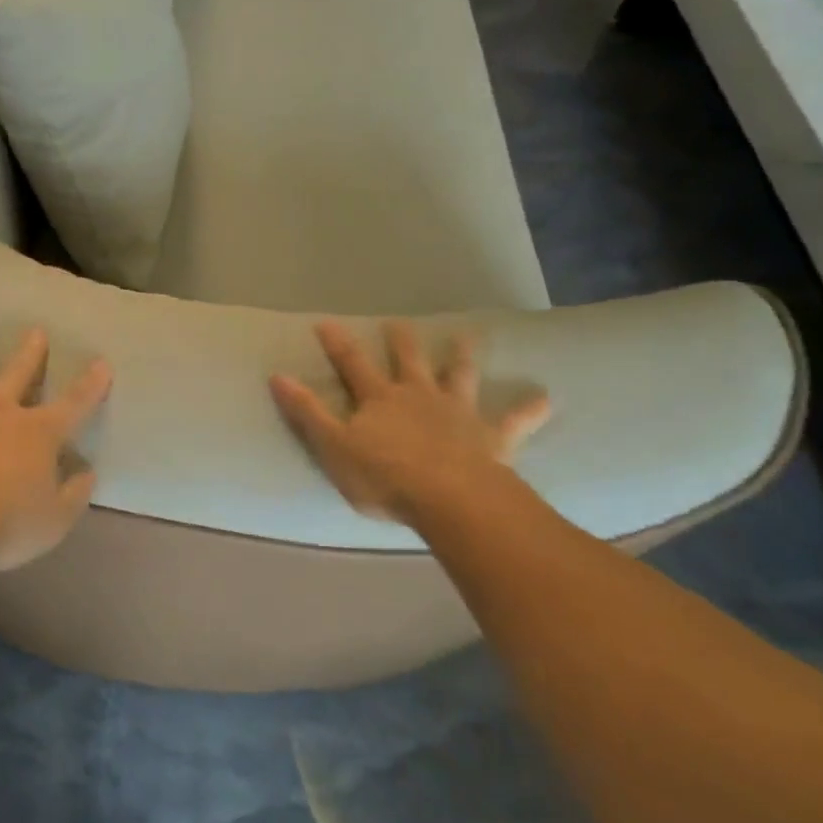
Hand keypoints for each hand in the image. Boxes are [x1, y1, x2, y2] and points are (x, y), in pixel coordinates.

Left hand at [0, 329, 112, 571]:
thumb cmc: (3, 524)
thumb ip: (73, 497)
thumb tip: (87, 474)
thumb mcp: (53, 522)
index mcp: (38, 434)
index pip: (74, 404)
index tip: (101, 363)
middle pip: (18, 376)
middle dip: (30, 354)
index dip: (91, 385)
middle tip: (35, 331)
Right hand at [269, 321, 550, 526]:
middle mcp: (419, 395)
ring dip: (462, 356)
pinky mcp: (491, 437)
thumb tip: (277, 376)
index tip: (325, 322)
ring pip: (460, 376)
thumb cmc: (385, 477)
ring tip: (468, 336)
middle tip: (399, 323)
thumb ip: (307, 412)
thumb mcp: (333, 448)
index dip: (337, 343)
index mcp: (380, 399)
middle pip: (409, 361)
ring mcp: (458, 413)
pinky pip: (514, 421)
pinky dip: (528, 409)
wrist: (449, 499)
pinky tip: (545, 399)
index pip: (353, 365)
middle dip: (401, 341)